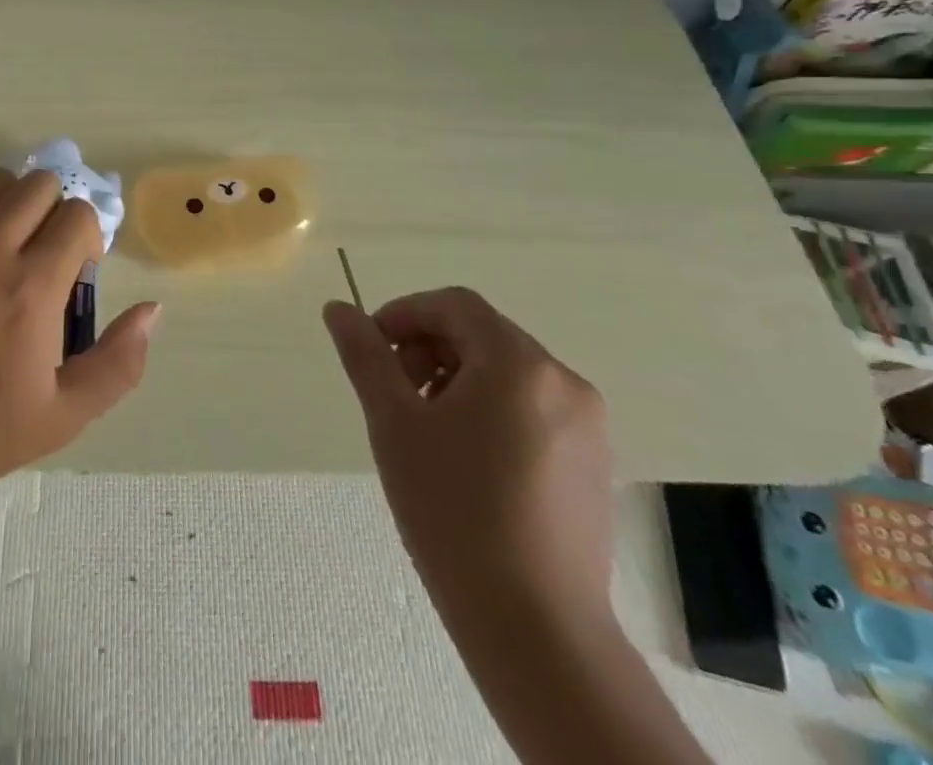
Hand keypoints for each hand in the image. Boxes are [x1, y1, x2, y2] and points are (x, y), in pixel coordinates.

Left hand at [0, 168, 161, 494]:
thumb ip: (119, 361)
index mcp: (28, 290)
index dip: (86, 238)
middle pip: (36, 183)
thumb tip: (151, 308)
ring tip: (0, 258)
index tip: (73, 273)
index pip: (77, 214)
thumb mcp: (64, 415)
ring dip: (9, 210)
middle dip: (52, 211)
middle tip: (40, 256)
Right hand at [323, 288, 613, 628]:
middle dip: (429, 350)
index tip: (373, 350)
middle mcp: (563, 381)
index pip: (454, 305)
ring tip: (427, 431)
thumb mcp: (393, 422)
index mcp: (518, 363)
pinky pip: (531, 408)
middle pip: (482, 335)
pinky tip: (467, 462)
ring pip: (506, 372)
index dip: (405, 314)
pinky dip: (490, 410)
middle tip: (396, 396)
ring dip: (457, 379)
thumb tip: (338, 308)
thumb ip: (364, 355)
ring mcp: (587, 425)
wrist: (535, 628)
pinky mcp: (593, 463)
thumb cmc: (454, 510)